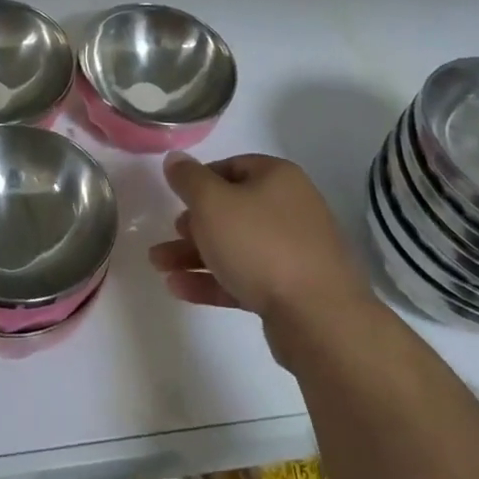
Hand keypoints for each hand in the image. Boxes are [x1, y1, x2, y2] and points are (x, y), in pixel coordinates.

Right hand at [149, 153, 375, 362]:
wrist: (319, 319)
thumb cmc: (260, 245)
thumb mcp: (212, 202)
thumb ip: (188, 178)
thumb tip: (175, 159)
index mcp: (278, 178)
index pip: (231, 166)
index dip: (199, 180)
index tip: (175, 197)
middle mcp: (290, 209)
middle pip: (232, 209)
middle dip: (193, 224)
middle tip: (169, 234)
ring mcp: (294, 252)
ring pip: (235, 246)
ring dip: (195, 255)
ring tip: (159, 266)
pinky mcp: (291, 291)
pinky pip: (245, 277)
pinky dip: (213, 280)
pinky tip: (179, 289)